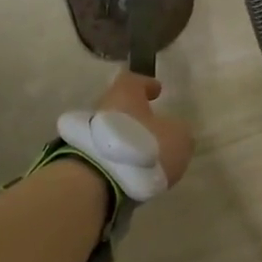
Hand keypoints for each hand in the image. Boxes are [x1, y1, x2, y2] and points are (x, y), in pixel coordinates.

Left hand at [94, 71, 192, 188]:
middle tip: (153, 126)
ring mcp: (88, 134)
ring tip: (145, 153)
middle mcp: (102, 108)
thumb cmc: (144, 147)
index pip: (134, 81)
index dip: (146, 85)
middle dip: (136, 115)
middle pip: (120, 106)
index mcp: (125, 94)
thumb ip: (178, 131)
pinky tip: (133, 169)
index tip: (157, 91)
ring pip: (112, 130)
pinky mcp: (83, 158)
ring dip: (127, 138)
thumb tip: (175, 131)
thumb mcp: (178, 138)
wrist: (101, 180)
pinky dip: (119, 157)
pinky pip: (106, 152)